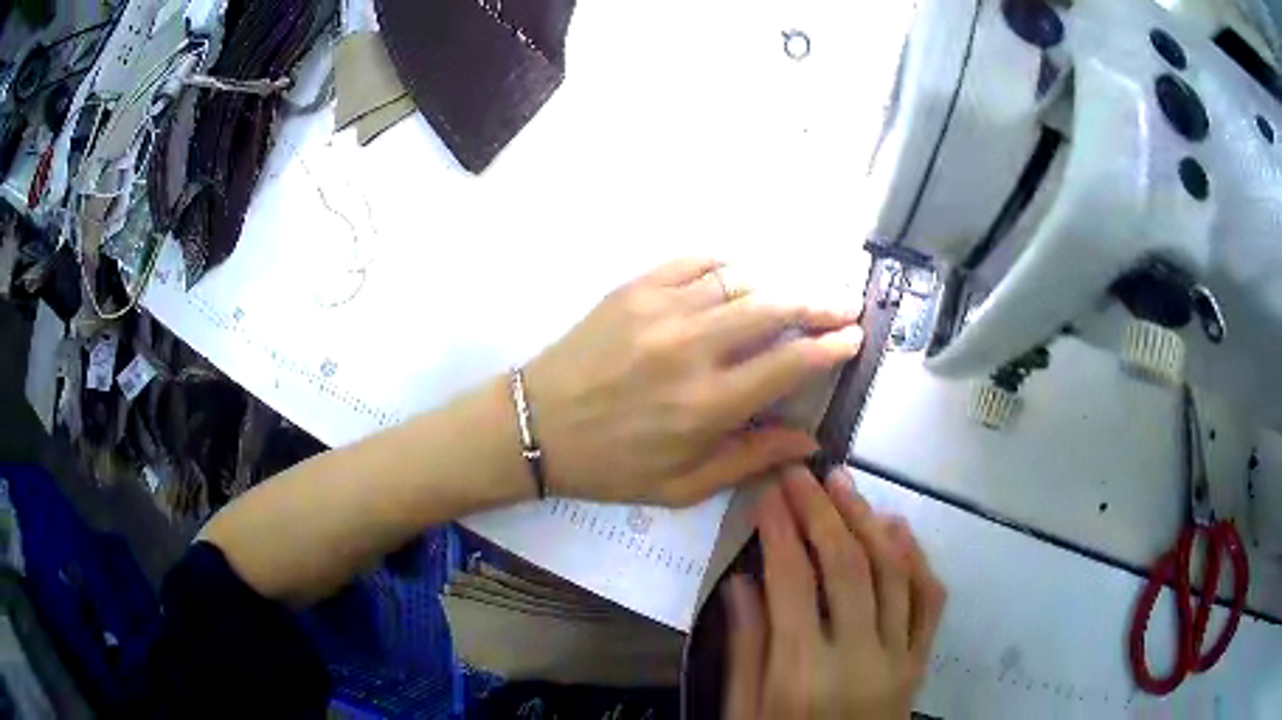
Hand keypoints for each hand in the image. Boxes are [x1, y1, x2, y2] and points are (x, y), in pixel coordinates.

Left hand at [524, 258, 861, 505]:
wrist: (536, 426)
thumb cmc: (611, 466)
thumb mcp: (683, 486)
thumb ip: (751, 459)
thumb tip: (810, 440)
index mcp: (707, 405)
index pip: (789, 363)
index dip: (830, 347)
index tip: (854, 337)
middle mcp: (692, 349)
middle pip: (775, 309)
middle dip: (820, 303)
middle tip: (845, 303)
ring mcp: (661, 310)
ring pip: (740, 280)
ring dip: (778, 285)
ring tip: (799, 293)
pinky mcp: (634, 289)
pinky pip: (694, 263)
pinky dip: (726, 265)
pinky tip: (739, 275)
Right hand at [723, 467, 946, 719]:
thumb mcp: (742, 712)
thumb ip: (745, 648)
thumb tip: (741, 581)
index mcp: (802, 675)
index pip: (793, 582)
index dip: (780, 531)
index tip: (769, 494)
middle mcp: (858, 659)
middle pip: (848, 566)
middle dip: (823, 511)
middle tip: (804, 475)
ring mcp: (899, 659)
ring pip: (893, 573)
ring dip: (868, 521)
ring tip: (845, 486)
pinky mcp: (920, 663)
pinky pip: (929, 601)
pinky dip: (916, 559)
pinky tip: (897, 528)